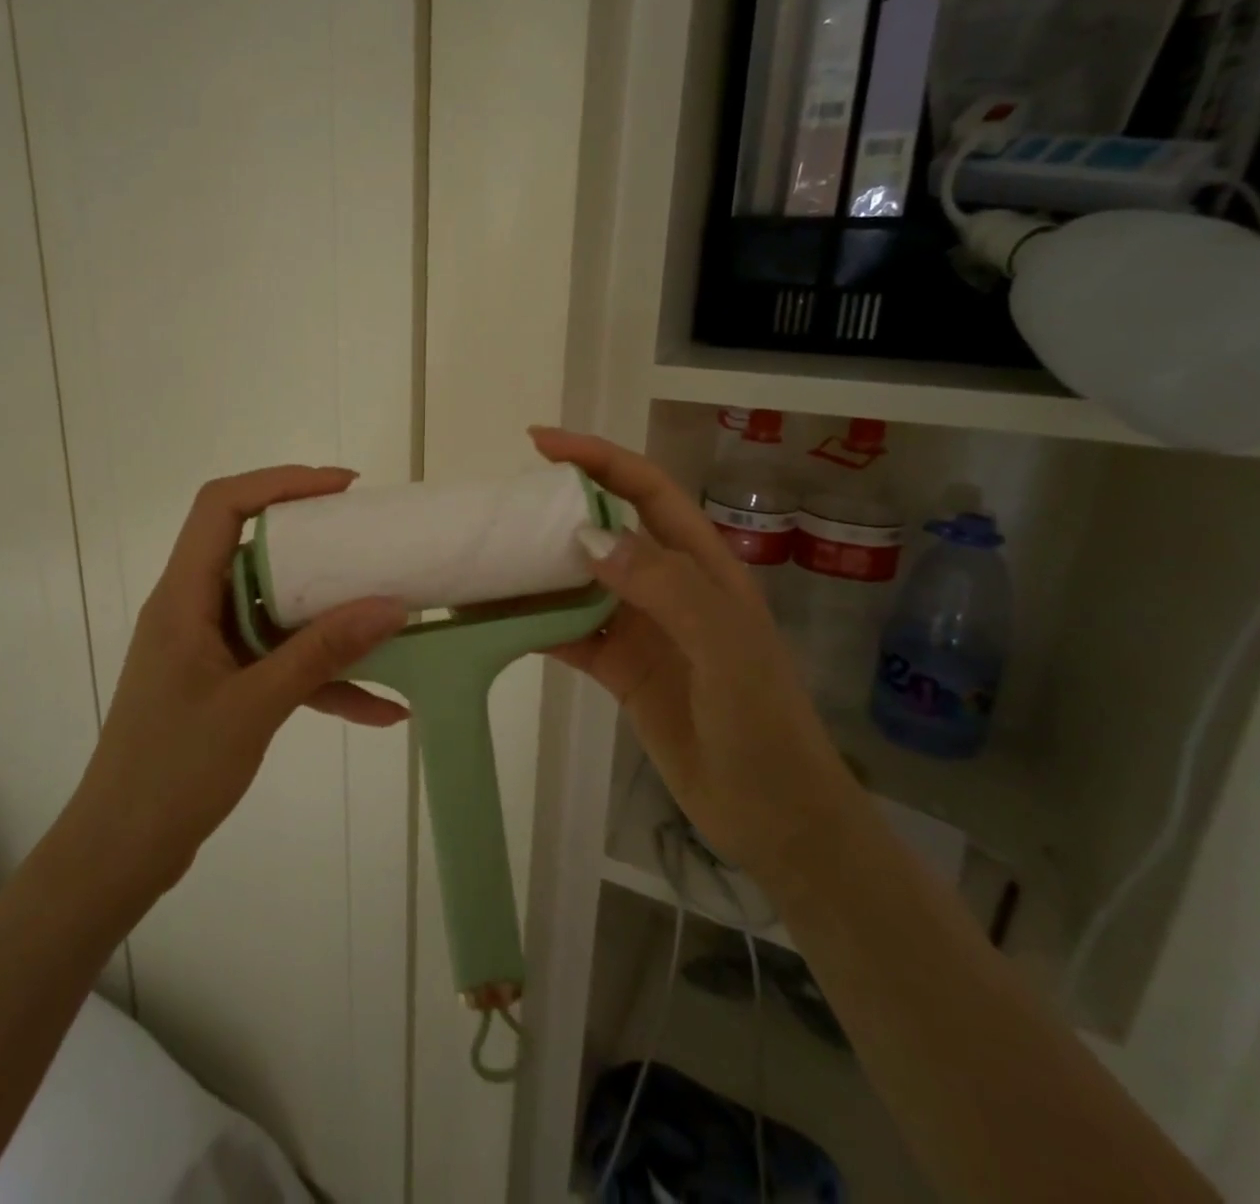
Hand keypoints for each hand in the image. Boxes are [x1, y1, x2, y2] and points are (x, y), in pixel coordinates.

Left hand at [77, 465, 409, 887]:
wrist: (122, 853)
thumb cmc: (173, 772)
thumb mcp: (256, 706)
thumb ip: (323, 652)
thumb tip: (391, 606)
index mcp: (184, 597)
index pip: (222, 507)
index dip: (281, 483)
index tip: (342, 489)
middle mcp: (195, 610)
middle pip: (255, 548)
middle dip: (317, 542)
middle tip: (371, 541)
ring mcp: (211, 648)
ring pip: (276, 608)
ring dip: (328, 613)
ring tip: (388, 614)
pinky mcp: (226, 683)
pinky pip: (282, 662)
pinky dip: (325, 676)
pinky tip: (382, 707)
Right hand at [530, 428, 859, 886]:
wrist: (772, 816)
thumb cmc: (760, 723)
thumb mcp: (724, 647)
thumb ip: (664, 585)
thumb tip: (589, 536)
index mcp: (701, 565)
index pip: (646, 490)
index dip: (597, 458)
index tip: (540, 443)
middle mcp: (667, 586)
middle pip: (605, 529)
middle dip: (557, 509)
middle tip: (501, 508)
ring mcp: (640, 627)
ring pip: (580, 582)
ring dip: (538, 570)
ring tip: (487, 560)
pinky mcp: (619, 667)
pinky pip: (568, 633)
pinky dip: (534, 624)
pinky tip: (496, 622)